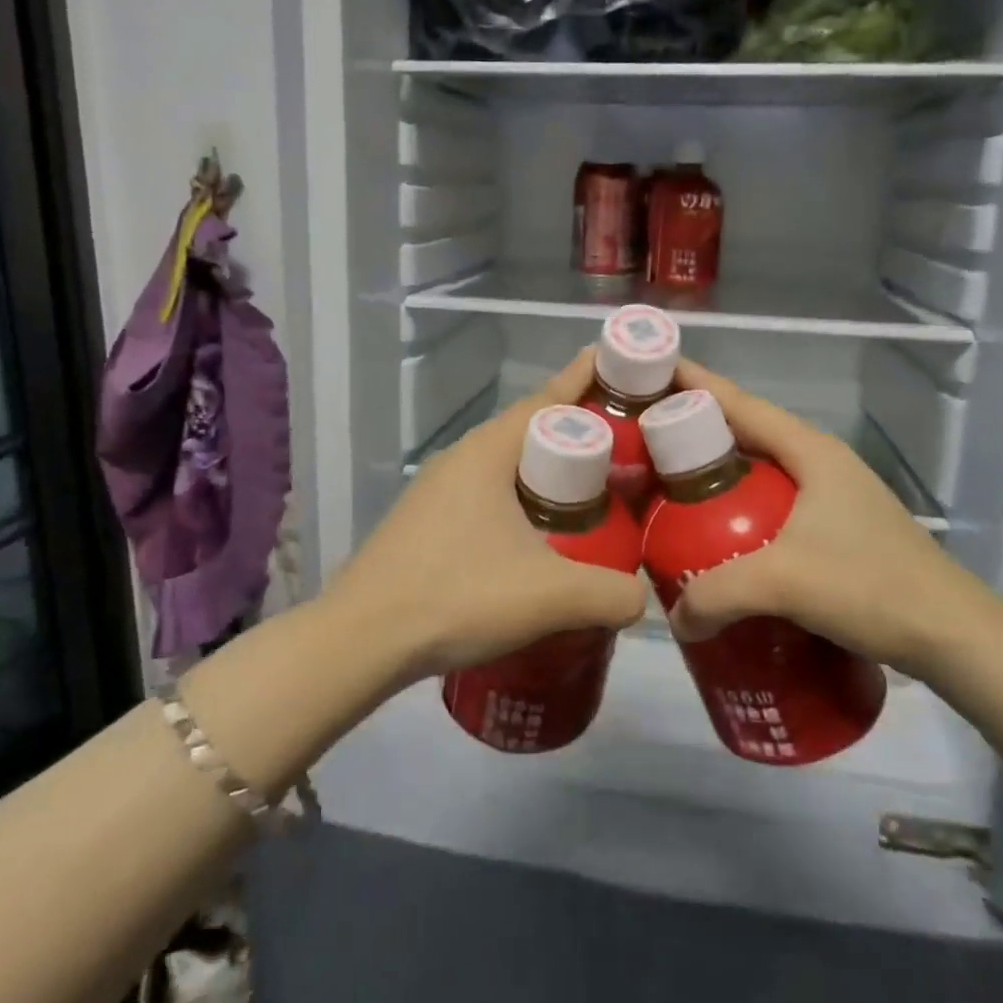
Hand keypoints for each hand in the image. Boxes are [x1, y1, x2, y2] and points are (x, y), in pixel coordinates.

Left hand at [331, 349, 646, 681]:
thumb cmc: (457, 596)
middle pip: (530, 430)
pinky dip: (521, 500)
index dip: (586, 379)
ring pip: (507, 466)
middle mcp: (461, 458)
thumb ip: (610, 594)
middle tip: (625, 445)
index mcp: (488, 452)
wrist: (361, 639)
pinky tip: (539, 537)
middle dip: (577, 431)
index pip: (548, 399)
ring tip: (590, 493)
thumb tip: (641, 597)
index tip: (621, 363)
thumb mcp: (549, 596)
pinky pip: (487, 494)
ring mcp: (438, 490)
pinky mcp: (426, 522)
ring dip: (547, 471)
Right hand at [664, 360, 984, 674]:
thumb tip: (675, 617)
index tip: (649, 371)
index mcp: (809, 451)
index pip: (739, 404)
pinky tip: (714, 535)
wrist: (953, 636)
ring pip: (757, 471)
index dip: (693, 384)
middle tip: (642, 439)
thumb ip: (717, 593)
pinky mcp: (834, 528)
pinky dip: (736, 508)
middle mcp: (818, 462)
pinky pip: (769, 504)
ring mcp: (829, 495)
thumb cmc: (872, 587)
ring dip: (715, 474)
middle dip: (693, 430)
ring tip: (667, 487)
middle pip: (744, 433)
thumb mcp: (785, 583)